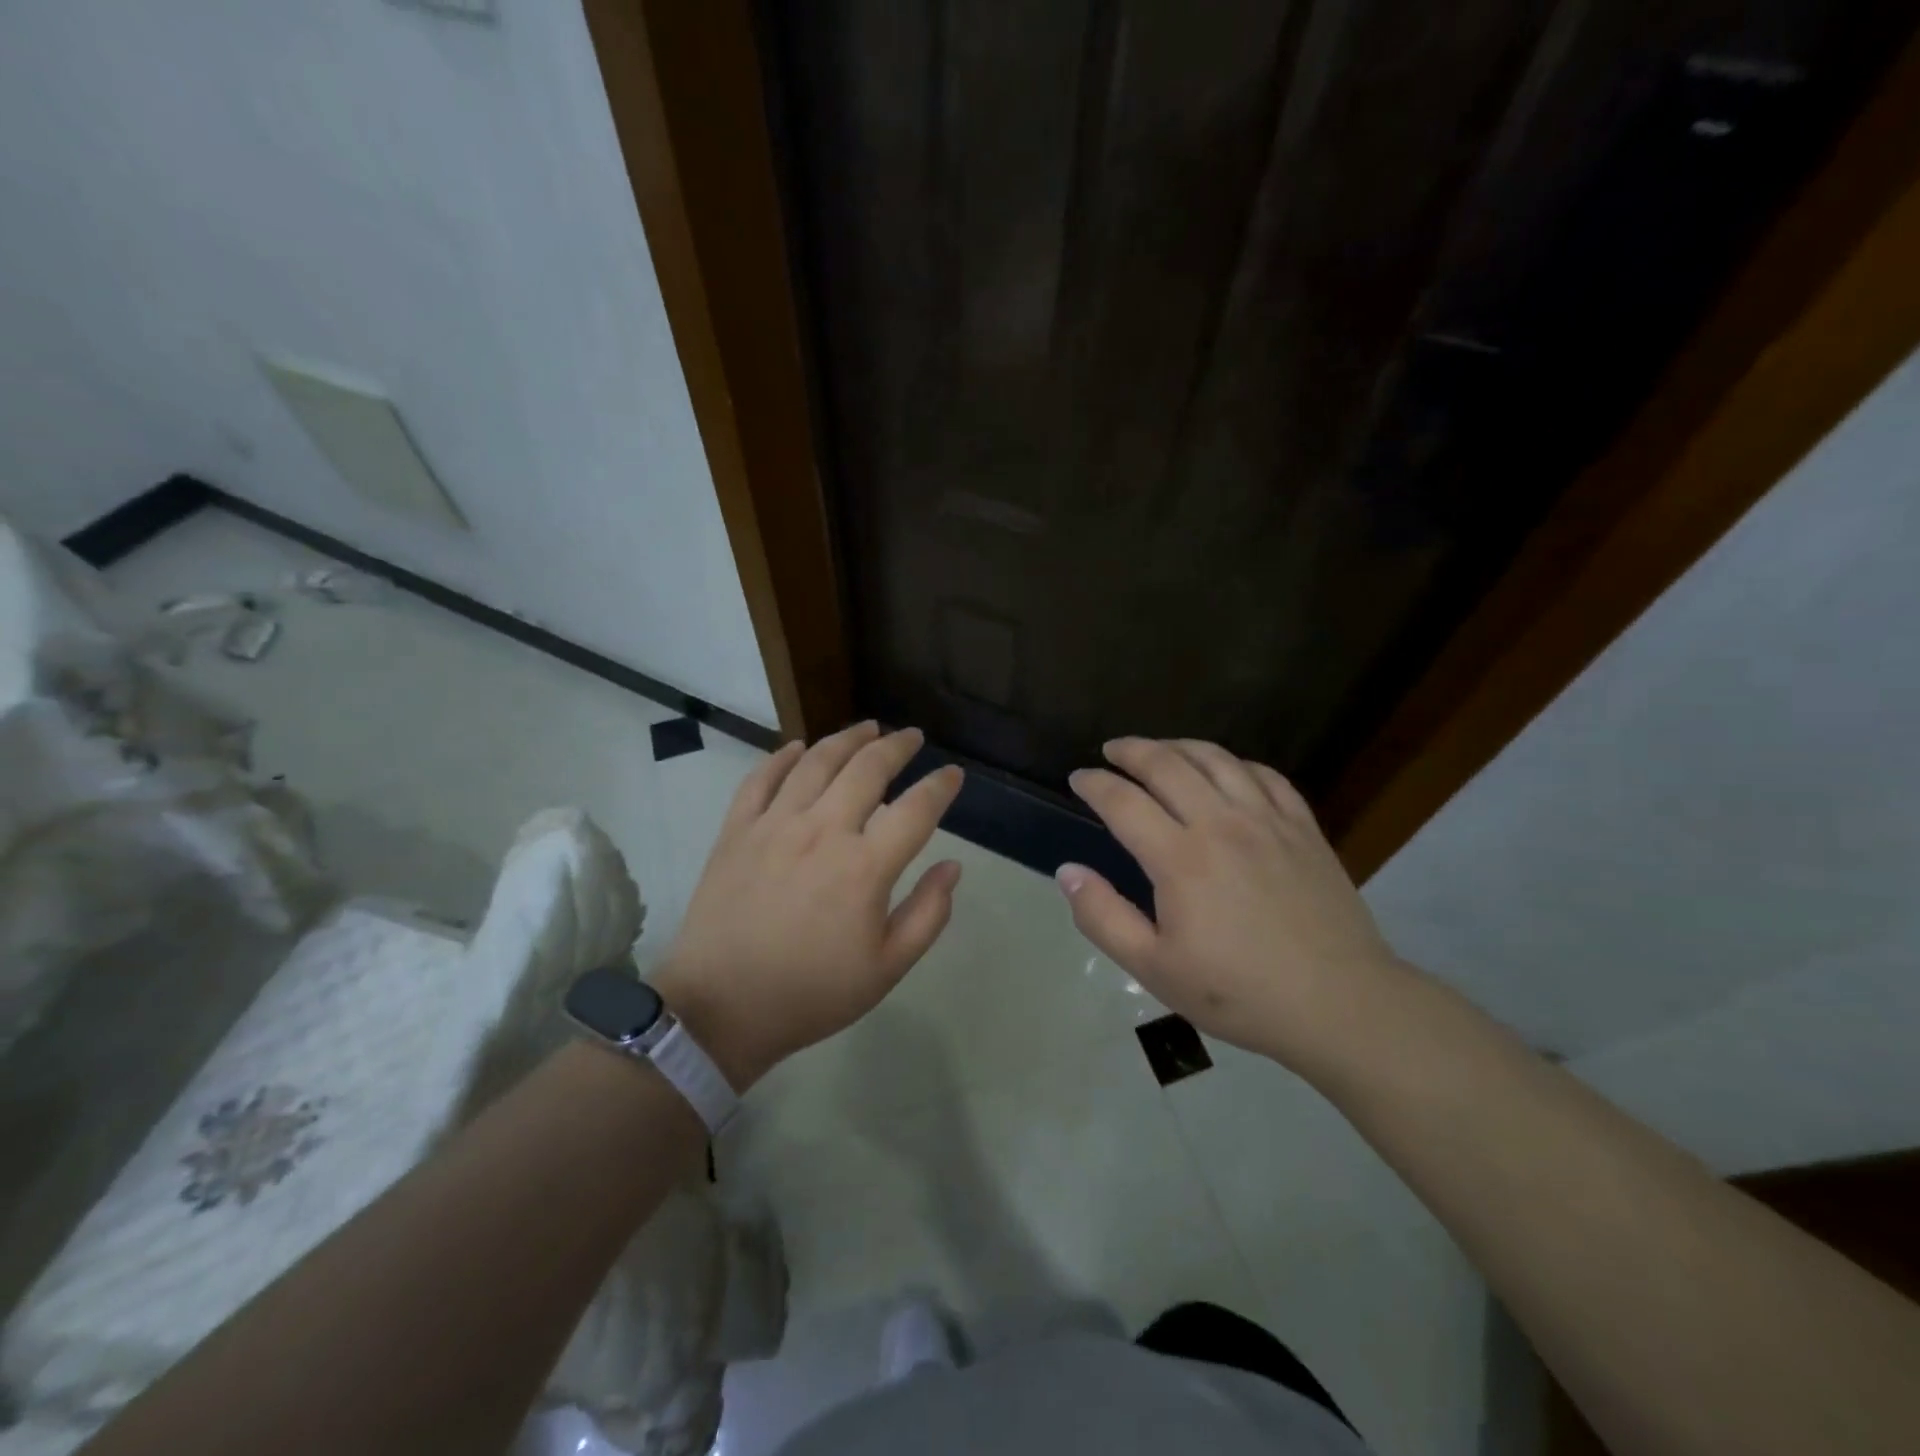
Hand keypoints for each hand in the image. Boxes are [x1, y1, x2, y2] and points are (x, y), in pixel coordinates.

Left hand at [652, 723, 963, 1088]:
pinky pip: (761, 779)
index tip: (952, 774)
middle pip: (867, 769)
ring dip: (847, 738)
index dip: (940, 786)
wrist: (720, 1009)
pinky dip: (782, 757)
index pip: (916, 809)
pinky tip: (797, 747)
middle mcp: (822, 831)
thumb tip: (953, 867)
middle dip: (896, 746)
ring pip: (816, 762)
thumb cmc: (811, 994)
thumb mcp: (886, 969)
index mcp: (864, 867)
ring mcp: (774, 826)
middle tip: (912, 736)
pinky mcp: (736, 831)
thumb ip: (928, 915)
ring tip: (868, 728)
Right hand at [1057, 737, 1401, 1066]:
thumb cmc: (1239, 992)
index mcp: (1180, 858)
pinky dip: (1234, 762)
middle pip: (1167, 764)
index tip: (1078, 778)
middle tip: (1112, 750)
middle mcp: (1221, 823)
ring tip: (1160, 749)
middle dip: (1132, 750)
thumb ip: (1103, 917)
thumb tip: (1067, 872)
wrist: (1340, 1004)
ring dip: (1179, 746)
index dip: (1095, 784)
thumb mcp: (1154, 968)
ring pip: (1216, 759)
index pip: (1123, 801)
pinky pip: (1265, 774)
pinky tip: (1225, 769)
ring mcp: (1268, 820)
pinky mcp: (1303, 828)